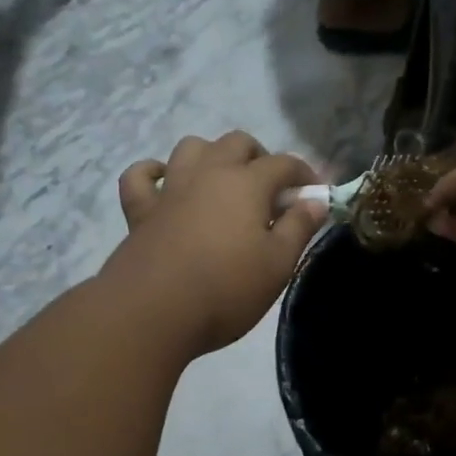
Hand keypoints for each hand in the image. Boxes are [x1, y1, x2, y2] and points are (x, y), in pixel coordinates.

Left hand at [107, 132, 327, 357]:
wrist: (153, 312)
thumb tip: (315, 201)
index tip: (314, 194)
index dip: (304, 174)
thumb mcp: (278, 264)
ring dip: (211, 156)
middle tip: (269, 190)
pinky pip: (140, 176)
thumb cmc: (226, 289)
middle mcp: (209, 173)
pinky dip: (153, 173)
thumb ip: (299, 227)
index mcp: (247, 183)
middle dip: (259, 157)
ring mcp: (171, 188)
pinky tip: (164, 184)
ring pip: (191, 147)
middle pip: (237, 143)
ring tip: (222, 183)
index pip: (284, 163)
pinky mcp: (140, 210)